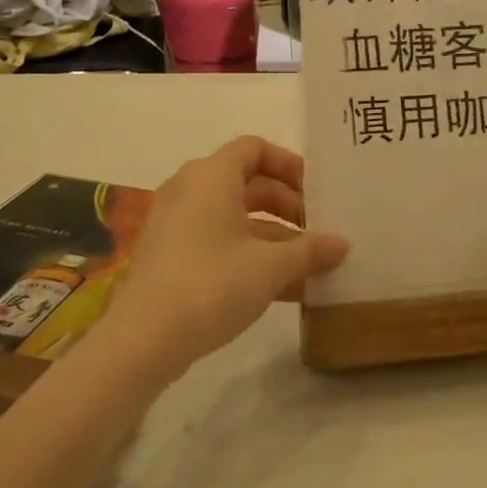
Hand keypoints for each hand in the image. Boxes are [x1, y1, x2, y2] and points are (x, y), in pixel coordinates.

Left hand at [108, 136, 348, 376]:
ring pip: (235, 218)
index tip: (316, 191)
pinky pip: (219, 242)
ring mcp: (177, 224)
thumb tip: (342, 244)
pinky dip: (250, 255)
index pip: (254, 148)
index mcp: (212, 176)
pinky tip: (284, 288)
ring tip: (310, 265)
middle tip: (319, 230)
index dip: (288, 164)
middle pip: (248, 183)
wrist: (144, 339)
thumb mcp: (270, 267)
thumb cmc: (212, 284)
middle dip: (287, 205)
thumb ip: (310, 250)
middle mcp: (190, 190)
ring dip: (274, 237)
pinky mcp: (171, 256)